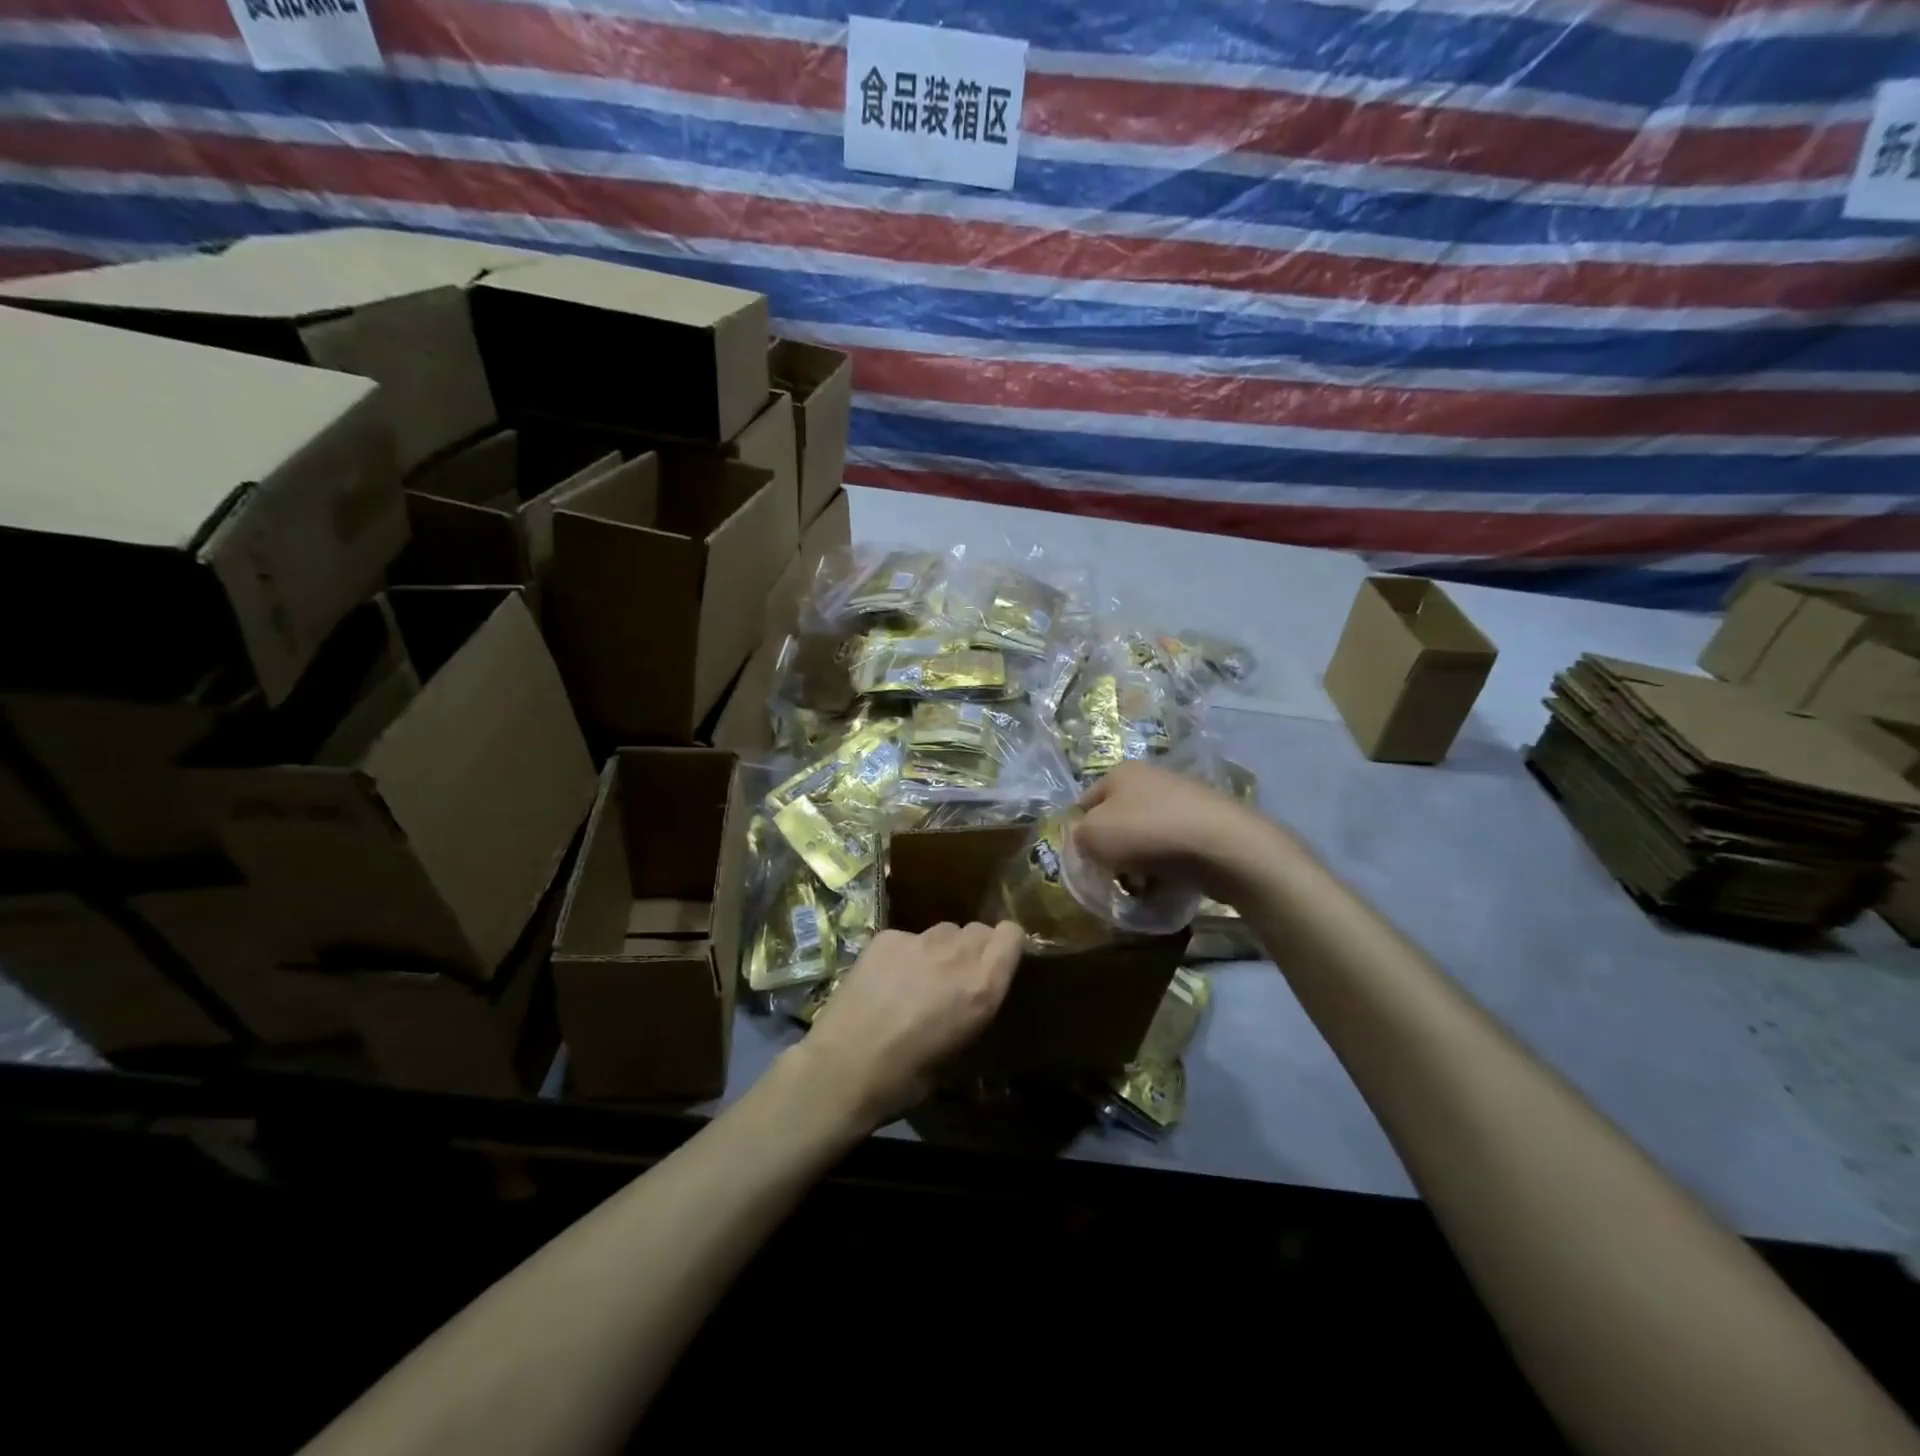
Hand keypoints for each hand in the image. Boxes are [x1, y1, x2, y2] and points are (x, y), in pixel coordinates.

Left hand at [798, 921, 1023, 1124]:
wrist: (843, 1069)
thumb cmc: (907, 1078)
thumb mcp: (960, 1050)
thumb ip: (975, 1006)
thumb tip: (975, 994)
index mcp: (982, 986)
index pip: (1011, 934)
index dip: (1007, 946)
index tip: (998, 963)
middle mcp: (956, 954)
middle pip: (978, 930)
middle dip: (974, 948)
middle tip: (956, 977)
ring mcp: (918, 940)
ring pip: (944, 930)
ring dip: (941, 949)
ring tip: (920, 978)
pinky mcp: (886, 938)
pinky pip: (908, 937)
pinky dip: (905, 953)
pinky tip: (886, 980)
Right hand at [1074, 760, 1289, 903]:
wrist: (1223, 845)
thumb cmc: (1147, 834)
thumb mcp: (1093, 836)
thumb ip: (1077, 836)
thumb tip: (1084, 839)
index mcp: (1120, 772)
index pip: (1084, 803)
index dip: (1080, 833)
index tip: (1086, 861)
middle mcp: (1151, 778)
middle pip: (1118, 820)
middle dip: (1113, 851)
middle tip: (1115, 877)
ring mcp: (1182, 798)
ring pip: (1146, 836)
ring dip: (1140, 862)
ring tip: (1145, 886)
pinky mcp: (1207, 822)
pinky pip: (1175, 846)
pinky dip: (1169, 864)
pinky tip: (1171, 882)